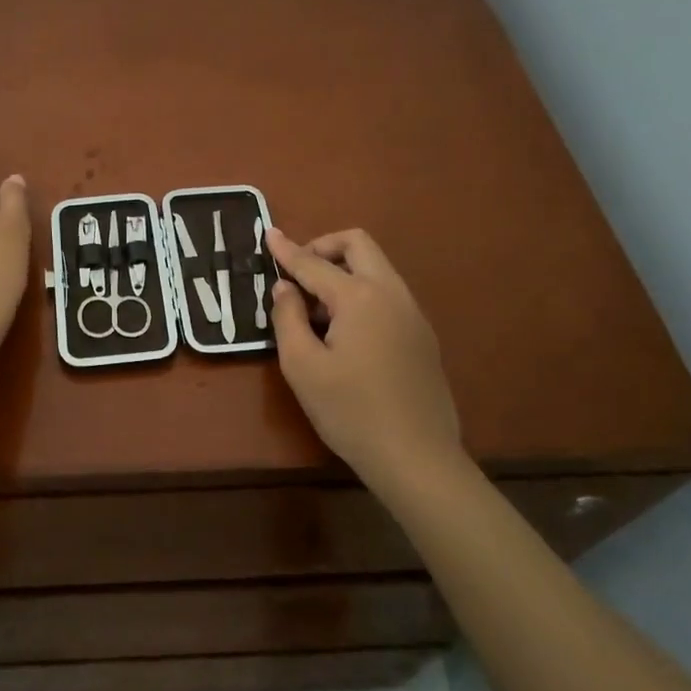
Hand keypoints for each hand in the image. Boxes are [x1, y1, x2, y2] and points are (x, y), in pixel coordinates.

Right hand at [266, 227, 461, 486]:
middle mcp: (391, 293)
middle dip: (324, 247)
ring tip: (316, 310)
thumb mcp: (302, 366)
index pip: (314, 263)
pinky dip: (361, 293)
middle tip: (297, 272)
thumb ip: (287, 318)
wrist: (416, 457)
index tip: (268, 233)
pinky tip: (344, 332)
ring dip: (344, 271)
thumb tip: (285, 288)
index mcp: (359, 296)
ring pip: (376, 268)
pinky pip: (387, 294)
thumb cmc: (350, 412)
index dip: (287, 249)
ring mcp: (412, 313)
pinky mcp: (422, 335)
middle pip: (358, 245)